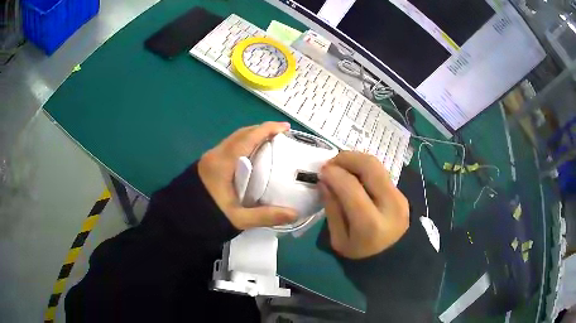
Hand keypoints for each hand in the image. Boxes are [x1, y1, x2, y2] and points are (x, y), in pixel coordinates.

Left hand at [198, 122, 297, 229]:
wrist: (179, 221)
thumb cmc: (208, 217)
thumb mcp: (238, 219)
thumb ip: (266, 216)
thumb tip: (294, 214)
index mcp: (223, 163)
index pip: (248, 137)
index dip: (267, 129)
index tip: (285, 127)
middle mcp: (216, 155)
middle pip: (241, 134)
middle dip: (261, 130)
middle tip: (281, 135)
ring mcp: (209, 159)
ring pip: (234, 140)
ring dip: (251, 137)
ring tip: (269, 144)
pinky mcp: (207, 165)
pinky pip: (228, 148)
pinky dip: (243, 145)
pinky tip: (251, 158)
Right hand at [319, 151, 409, 258]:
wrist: (393, 261)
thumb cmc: (361, 256)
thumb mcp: (339, 240)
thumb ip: (332, 209)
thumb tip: (325, 181)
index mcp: (370, 224)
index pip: (351, 187)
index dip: (333, 174)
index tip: (321, 172)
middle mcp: (389, 205)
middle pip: (370, 166)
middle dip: (346, 158)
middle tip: (331, 163)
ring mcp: (399, 197)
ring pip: (377, 165)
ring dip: (356, 160)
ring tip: (340, 167)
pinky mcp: (401, 193)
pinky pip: (381, 172)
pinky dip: (364, 168)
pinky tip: (353, 175)